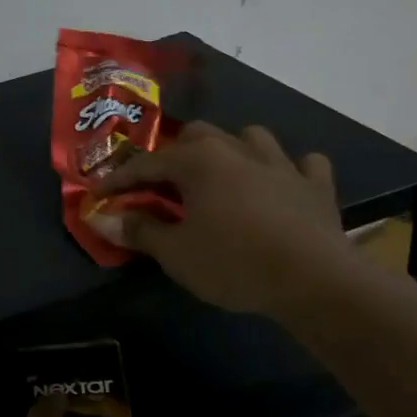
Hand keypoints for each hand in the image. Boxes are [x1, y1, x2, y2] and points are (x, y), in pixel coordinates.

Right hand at [101, 121, 355, 317]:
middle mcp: (237, 150)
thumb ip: (139, 230)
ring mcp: (281, 164)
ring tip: (223, 173)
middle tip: (163, 183)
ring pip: (251, 137)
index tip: (100, 194)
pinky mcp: (316, 186)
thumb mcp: (176, 253)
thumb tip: (104, 219)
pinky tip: (283, 184)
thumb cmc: (234, 263)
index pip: (146, 164)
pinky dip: (291, 170)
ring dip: (233, 149)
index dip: (119, 180)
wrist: (315, 281)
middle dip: (175, 153)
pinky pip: (304, 165)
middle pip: (198, 135)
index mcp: (198, 161)